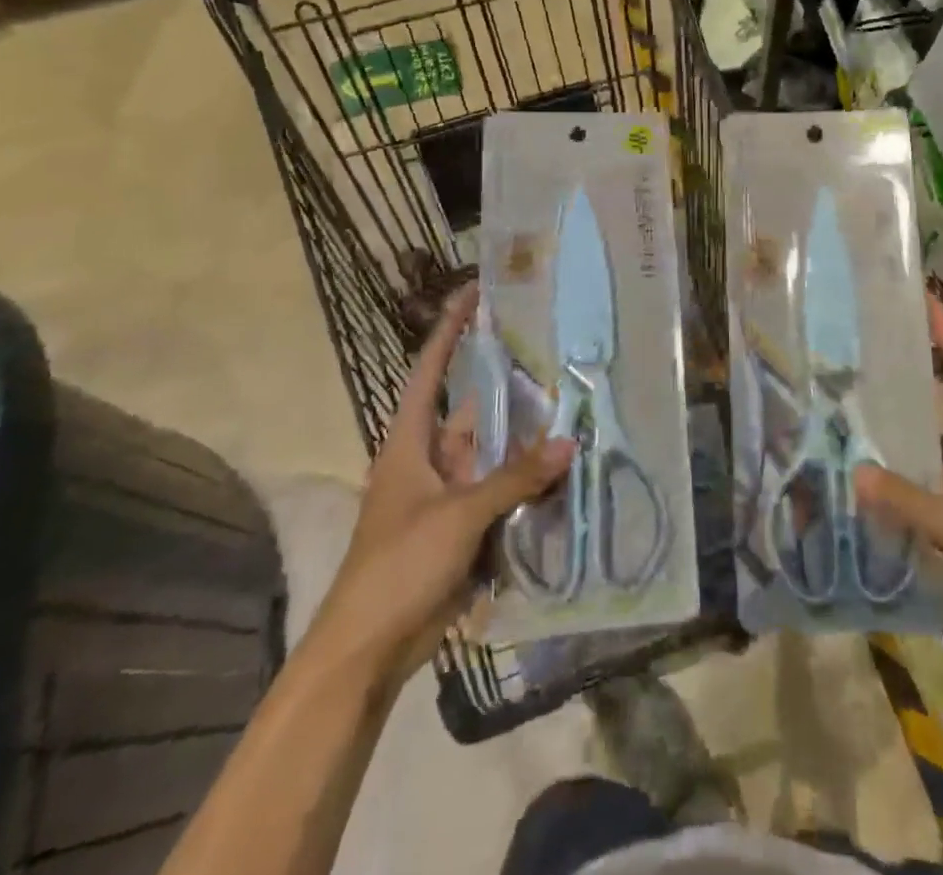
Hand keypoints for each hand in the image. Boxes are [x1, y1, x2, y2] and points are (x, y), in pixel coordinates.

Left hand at [309, 283, 572, 674]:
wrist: (368, 650)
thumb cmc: (397, 566)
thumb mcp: (456, 515)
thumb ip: (514, 478)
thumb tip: (569, 442)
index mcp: (411, 441)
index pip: (430, 369)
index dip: (451, 329)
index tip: (475, 291)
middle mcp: (432, 458)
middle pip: (475, 409)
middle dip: (510, 382)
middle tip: (554, 349)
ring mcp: (450, 493)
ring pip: (496, 452)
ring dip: (528, 436)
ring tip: (574, 402)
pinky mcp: (467, 527)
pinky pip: (504, 491)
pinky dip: (531, 480)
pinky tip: (567, 466)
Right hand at [856, 296, 942, 683]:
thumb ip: (911, 502)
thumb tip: (854, 470)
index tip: (925, 298)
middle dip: (916, 368)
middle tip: (870, 340)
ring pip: (934, 440)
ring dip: (904, 417)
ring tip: (857, 392)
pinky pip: (928, 478)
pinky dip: (902, 466)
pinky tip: (871, 467)